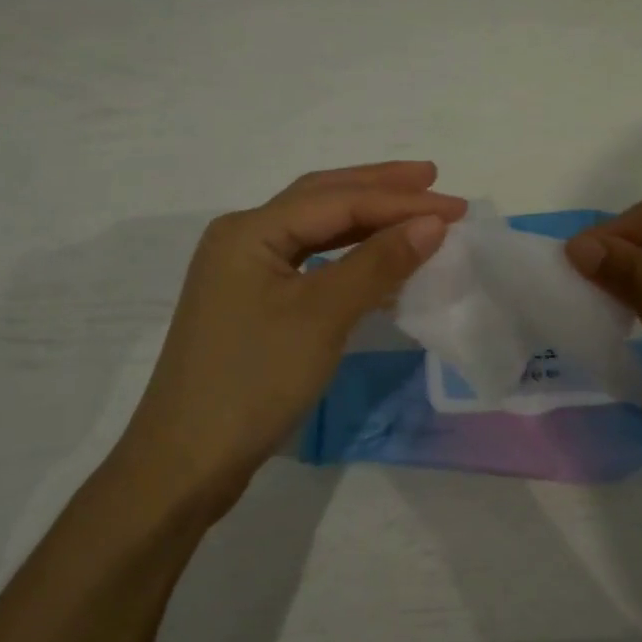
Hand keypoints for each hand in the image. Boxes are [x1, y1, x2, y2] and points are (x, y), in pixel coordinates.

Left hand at [114, 163, 465, 520]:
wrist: (185, 463)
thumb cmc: (253, 381)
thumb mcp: (322, 317)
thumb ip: (377, 263)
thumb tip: (431, 223)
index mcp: (249, 230)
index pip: (337, 201)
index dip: (398, 200)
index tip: (455, 206)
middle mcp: (243, 238)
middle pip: (321, 198)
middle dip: (378, 188)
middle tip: (432, 177)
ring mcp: (244, 271)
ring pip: (314, 229)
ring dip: (365, 217)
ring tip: (412, 209)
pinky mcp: (251, 302)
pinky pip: (308, 261)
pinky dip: (348, 254)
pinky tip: (378, 258)